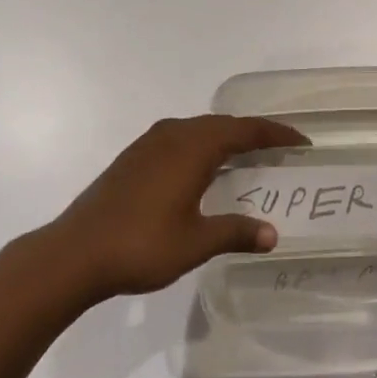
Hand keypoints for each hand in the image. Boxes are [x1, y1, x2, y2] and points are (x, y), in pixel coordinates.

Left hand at [52, 114, 308, 298]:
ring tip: (245, 154)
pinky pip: (181, 137)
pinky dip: (202, 144)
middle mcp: (175, 134)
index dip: (275, 134)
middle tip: (279, 147)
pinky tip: (201, 167)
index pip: (245, 131)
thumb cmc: (140, 246)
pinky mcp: (134, 155)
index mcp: (194, 147)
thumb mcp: (195, 243)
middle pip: (223, 124)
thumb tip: (272, 234)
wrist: (75, 252)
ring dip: (225, 137)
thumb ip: (235, 233)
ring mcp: (151, 142)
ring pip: (199, 128)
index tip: (301, 140)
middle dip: (253, 133)